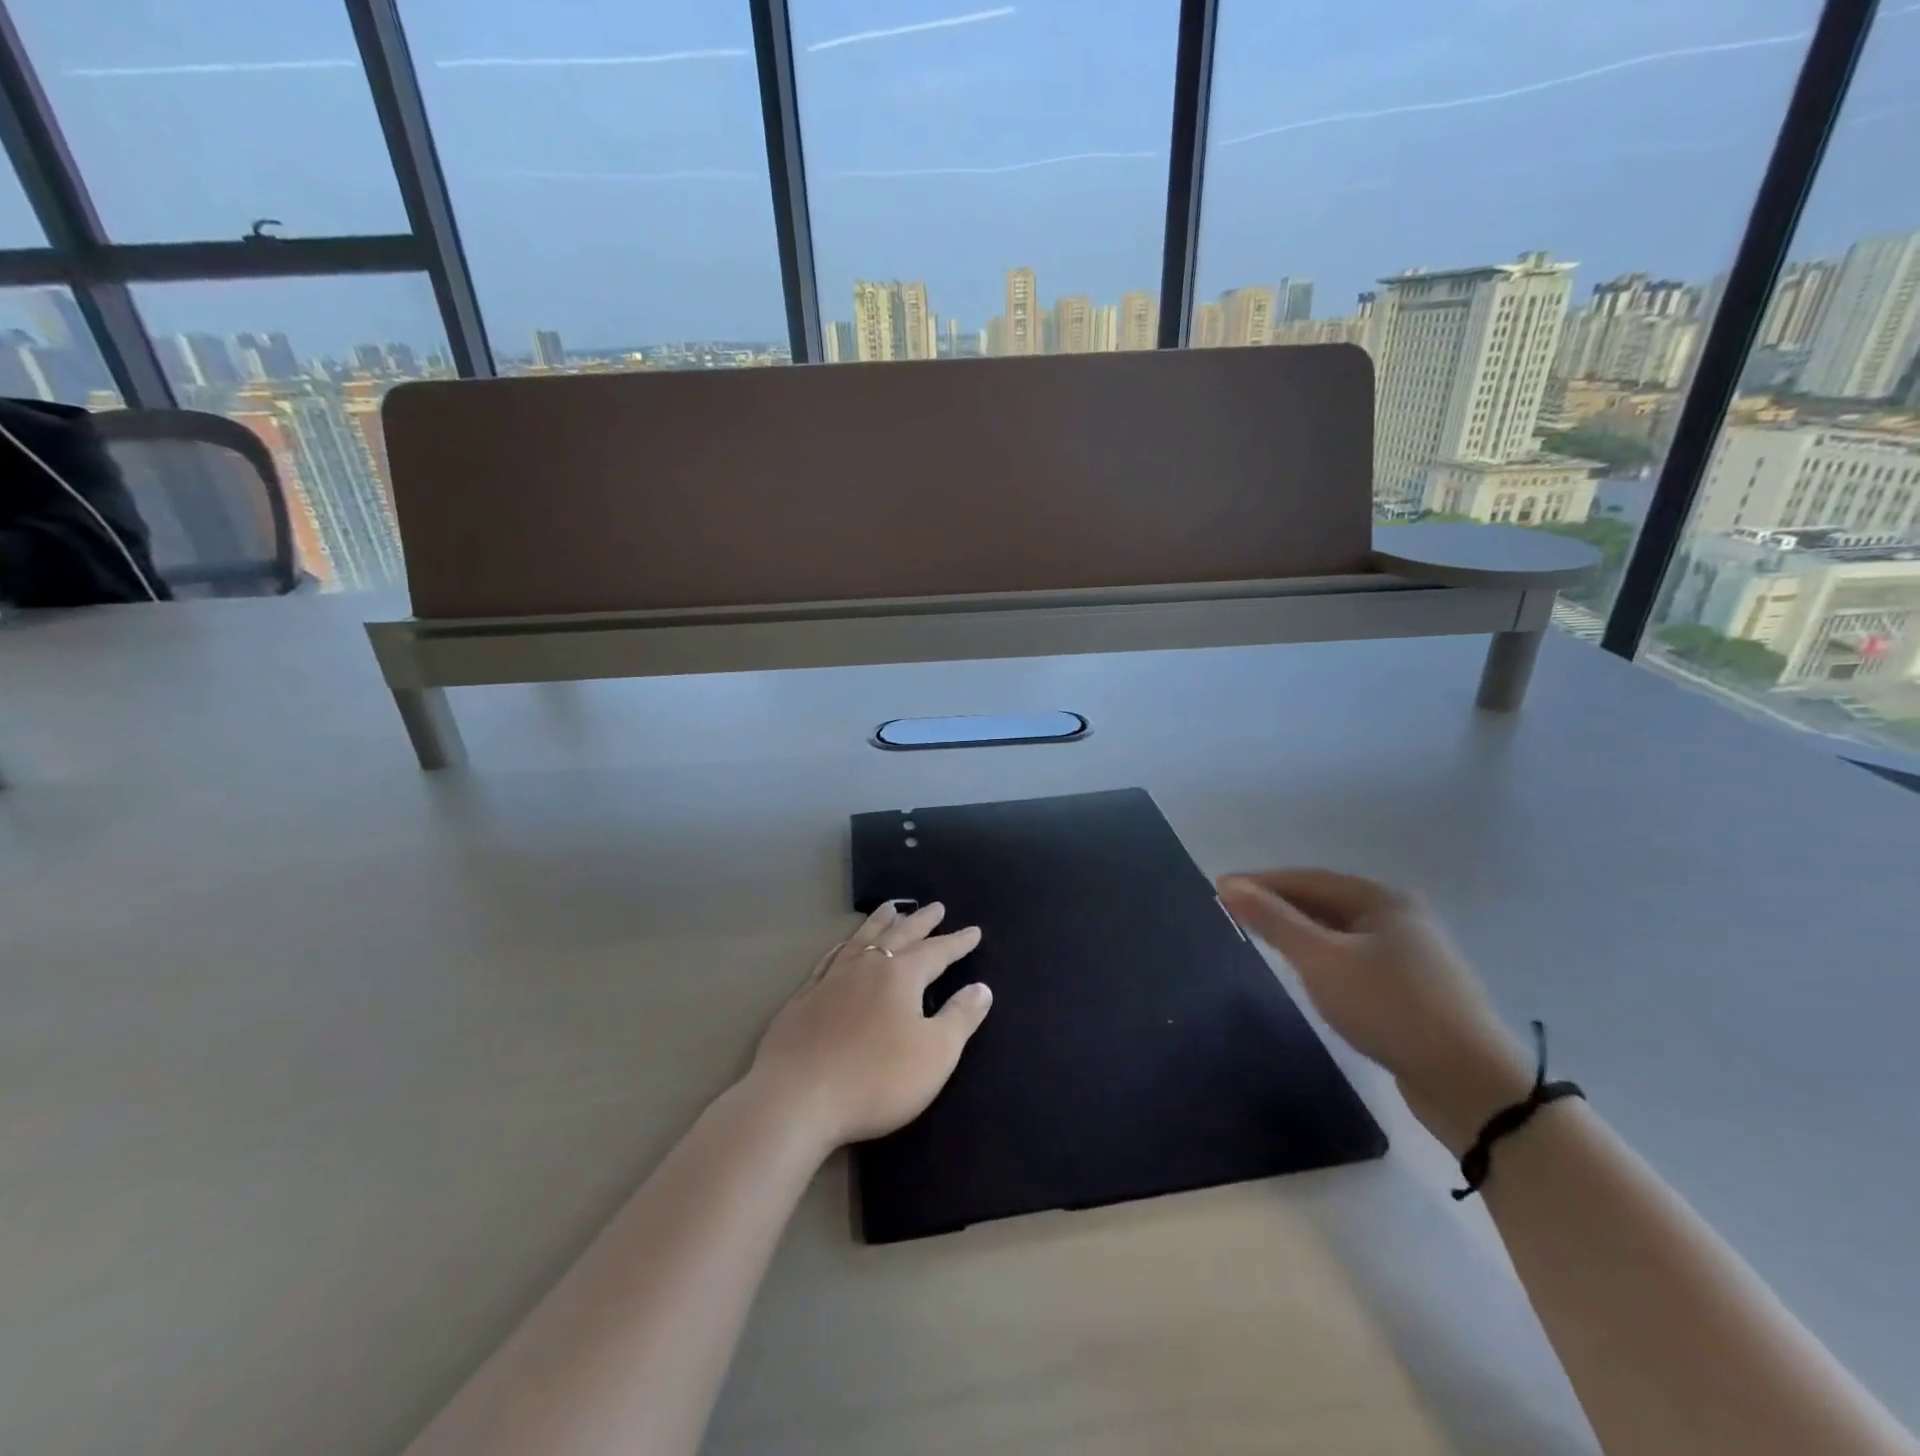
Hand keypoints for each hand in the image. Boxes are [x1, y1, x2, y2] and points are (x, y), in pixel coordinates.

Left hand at [746, 900, 992, 1152]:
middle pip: (899, 935)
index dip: (957, 942)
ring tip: (891, 907)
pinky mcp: (804, 998)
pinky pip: (830, 959)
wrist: (797, 1099)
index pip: (937, 951)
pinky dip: (844, 946)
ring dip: (880, 922)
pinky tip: (843, 947)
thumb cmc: (876, 1078)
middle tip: (936, 907)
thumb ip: (960, 1018)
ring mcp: (831, 979)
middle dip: (921, 921)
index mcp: (900, 976)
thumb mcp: (935, 1054)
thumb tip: (982, 988)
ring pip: (862, 939)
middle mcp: (866, 966)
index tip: (974, 931)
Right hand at [1217, 869, 1530, 1153]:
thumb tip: (1229, 885)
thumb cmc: (1390, 1008)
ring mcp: (1409, 953)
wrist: (1472, 1085)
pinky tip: (1306, 970)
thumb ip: (1274, 921)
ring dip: (1298, 930)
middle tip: (1233, 913)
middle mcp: (1398, 916)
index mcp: (1381, 898)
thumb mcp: (1322, 961)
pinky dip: (1320, 955)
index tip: (1218, 889)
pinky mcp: (1411, 988)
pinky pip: (1351, 956)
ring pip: (1338, 930)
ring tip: (1260, 936)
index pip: (1306, 879)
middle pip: (1323, 900)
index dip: (1259, 882)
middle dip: (1277, 904)